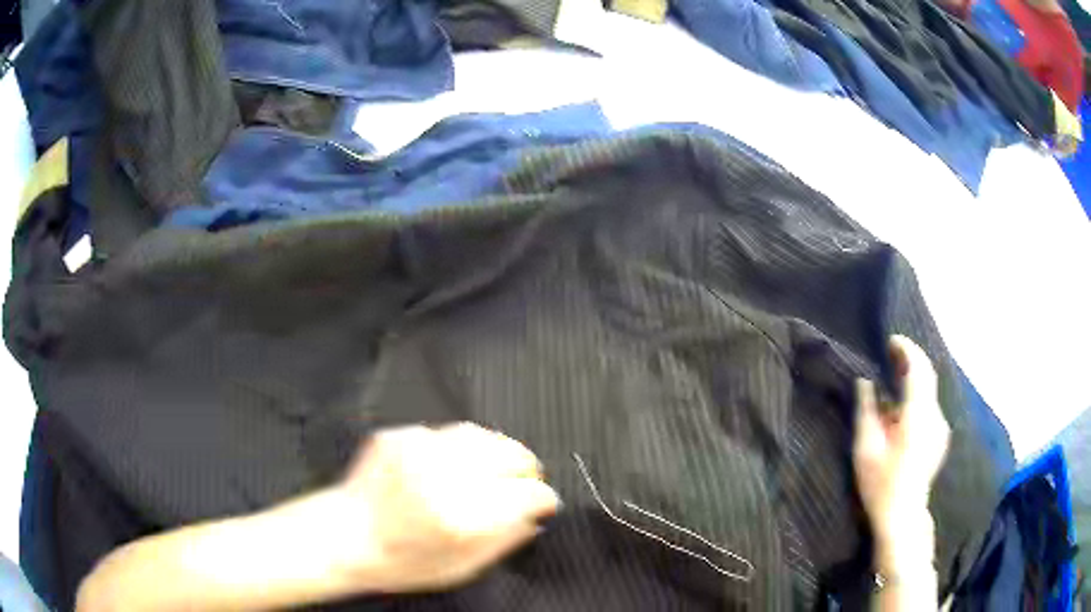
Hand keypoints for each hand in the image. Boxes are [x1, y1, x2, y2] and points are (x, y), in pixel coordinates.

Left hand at [321, 423, 559, 593]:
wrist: (343, 535)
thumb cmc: (399, 562)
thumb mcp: (459, 570)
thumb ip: (503, 541)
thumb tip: (534, 518)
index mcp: (463, 517)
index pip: (529, 494)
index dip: (543, 498)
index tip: (542, 503)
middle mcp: (443, 477)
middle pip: (513, 456)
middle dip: (526, 470)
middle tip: (525, 481)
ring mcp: (420, 450)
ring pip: (484, 436)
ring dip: (500, 452)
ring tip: (499, 468)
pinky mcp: (401, 436)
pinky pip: (449, 433)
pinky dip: (465, 448)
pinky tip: (457, 464)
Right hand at [853, 336, 950, 546]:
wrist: (903, 516)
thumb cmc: (881, 484)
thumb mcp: (866, 448)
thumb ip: (867, 410)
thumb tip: (864, 382)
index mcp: (917, 415)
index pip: (918, 368)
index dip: (906, 350)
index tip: (890, 341)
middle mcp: (934, 415)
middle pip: (927, 375)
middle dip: (910, 359)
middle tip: (890, 354)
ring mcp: (940, 427)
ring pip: (928, 391)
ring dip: (913, 379)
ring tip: (892, 380)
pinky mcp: (939, 437)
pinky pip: (928, 406)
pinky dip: (916, 396)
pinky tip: (900, 411)